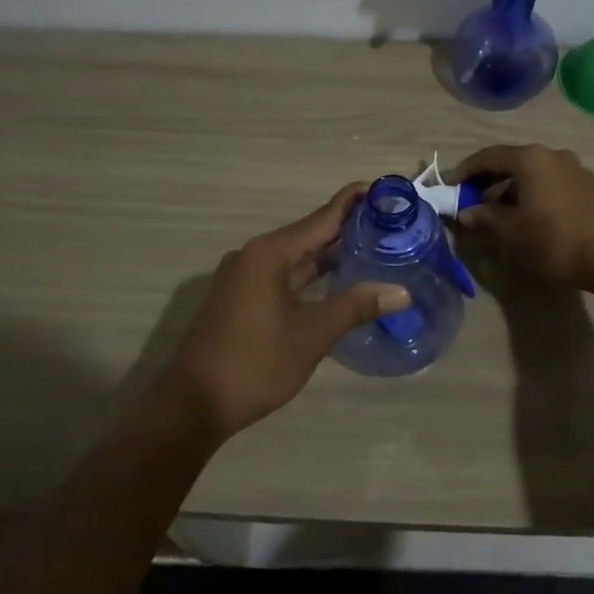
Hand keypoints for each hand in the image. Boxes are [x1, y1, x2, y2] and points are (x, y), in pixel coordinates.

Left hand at [157, 185, 409, 443]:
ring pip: (297, 256)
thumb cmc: (254, 364)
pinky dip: (313, 274)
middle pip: (310, 233)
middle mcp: (256, 255)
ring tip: (374, 248)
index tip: (386, 189)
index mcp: (270, 253)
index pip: (322, 217)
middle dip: (349, 228)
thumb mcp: (311, 335)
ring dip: (331, 253)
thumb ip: (355, 307)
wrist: (193, 404)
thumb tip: (401, 292)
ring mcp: (246, 276)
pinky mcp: (242, 297)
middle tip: (392, 224)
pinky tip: (338, 281)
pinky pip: (285, 274)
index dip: (354, 202)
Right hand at [451, 145, 593, 291]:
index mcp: (530, 159)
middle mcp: (553, 155)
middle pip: (512, 161)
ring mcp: (576, 168)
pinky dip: (535, 192)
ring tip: (501, 211)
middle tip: (471, 197)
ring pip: (535, 172)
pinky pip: (553, 182)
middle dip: (489, 179)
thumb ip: (485, 217)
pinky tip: (531, 214)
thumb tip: (466, 212)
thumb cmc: (553, 240)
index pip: (488, 157)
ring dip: (513, 187)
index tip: (450, 186)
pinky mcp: (591, 186)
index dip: (466, 171)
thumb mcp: (510, 232)